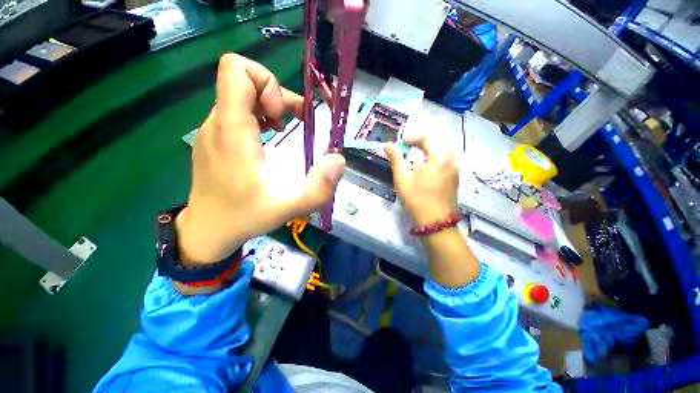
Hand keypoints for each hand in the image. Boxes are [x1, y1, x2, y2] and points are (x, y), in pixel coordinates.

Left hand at [176, 54, 345, 264]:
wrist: (208, 229)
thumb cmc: (245, 216)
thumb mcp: (289, 207)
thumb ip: (319, 187)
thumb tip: (339, 160)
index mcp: (232, 130)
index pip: (236, 69)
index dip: (267, 83)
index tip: (282, 115)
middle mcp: (218, 122)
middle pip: (243, 80)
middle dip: (275, 96)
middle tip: (291, 125)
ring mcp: (213, 129)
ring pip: (241, 94)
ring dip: (269, 106)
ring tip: (283, 129)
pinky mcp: (215, 138)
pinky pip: (236, 110)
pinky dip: (258, 116)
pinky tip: (268, 138)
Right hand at [385, 132, 479, 287]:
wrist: (435, 222)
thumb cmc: (416, 200)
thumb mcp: (402, 179)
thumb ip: (396, 159)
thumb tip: (388, 145)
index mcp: (438, 158)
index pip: (427, 137)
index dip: (412, 137)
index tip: (401, 142)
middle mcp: (451, 160)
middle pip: (438, 141)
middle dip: (422, 141)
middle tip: (408, 146)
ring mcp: (455, 169)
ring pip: (444, 150)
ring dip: (430, 148)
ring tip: (416, 154)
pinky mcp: (455, 177)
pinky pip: (447, 159)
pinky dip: (436, 156)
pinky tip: (426, 165)